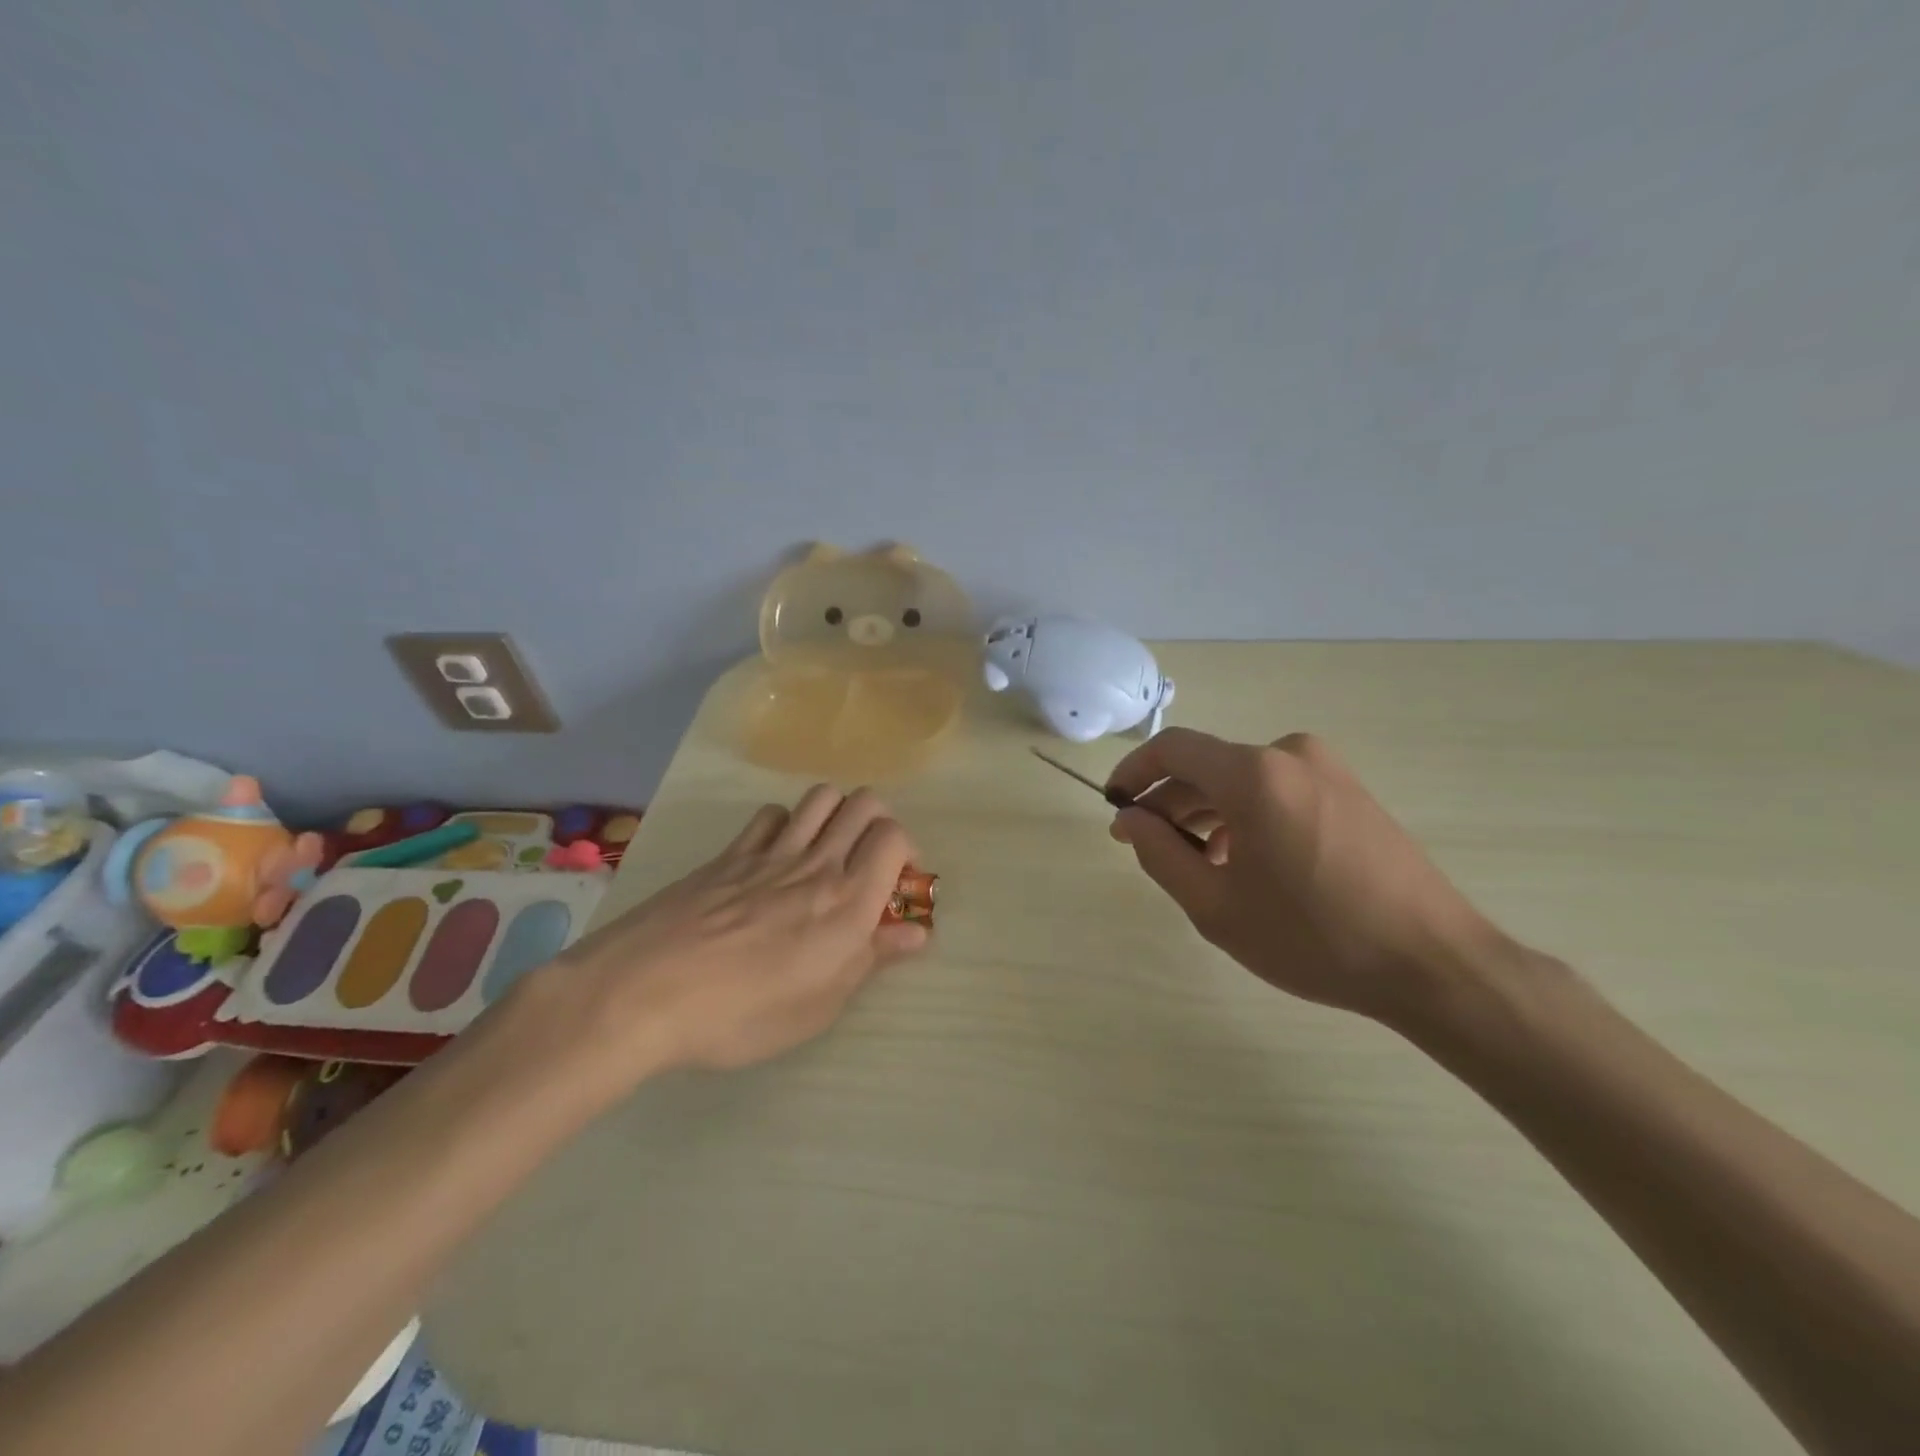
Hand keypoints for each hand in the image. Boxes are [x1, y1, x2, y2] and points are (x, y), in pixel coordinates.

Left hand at [533, 786, 927, 1086]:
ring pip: (821, 797)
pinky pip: (771, 814)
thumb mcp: (819, 1005)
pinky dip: (786, 823)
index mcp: (847, 902)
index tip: (897, 883)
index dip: (906, 851)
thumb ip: (872, 959)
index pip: (894, 837)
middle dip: (878, 822)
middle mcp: (817, 864)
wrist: (645, 992)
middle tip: (869, 860)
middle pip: (864, 804)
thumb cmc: (742, 1013)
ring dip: (836, 813)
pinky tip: (776, 853)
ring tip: (827, 850)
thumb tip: (918, 932)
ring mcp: (770, 852)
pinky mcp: (730, 853)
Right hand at [1107, 728, 1504, 1023]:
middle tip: (1144, 845)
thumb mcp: (1216, 906)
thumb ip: (1159, 854)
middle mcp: (1289, 754)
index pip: (1172, 749)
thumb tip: (1130, 819)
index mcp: (1253, 774)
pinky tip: (1244, 861)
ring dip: (1207, 812)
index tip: (1114, 806)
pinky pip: (1276, 789)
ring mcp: (1326, 769)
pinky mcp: (1349, 790)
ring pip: (1241, 780)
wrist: (1433, 962)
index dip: (1134, 772)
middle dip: (1169, 802)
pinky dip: (1246, 815)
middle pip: (1207, 766)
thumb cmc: (1313, 937)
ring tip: (1195, 863)